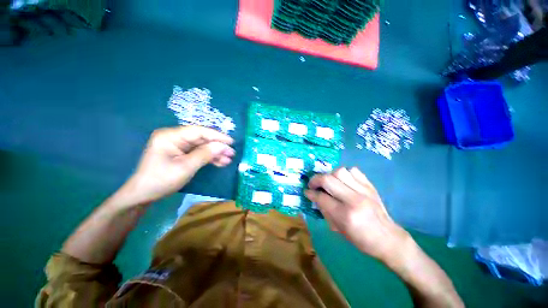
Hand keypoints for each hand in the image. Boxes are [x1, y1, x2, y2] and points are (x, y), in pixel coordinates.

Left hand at [120, 126, 234, 206]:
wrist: (143, 194)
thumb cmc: (161, 180)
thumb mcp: (186, 167)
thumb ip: (205, 154)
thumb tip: (223, 146)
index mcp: (171, 136)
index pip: (199, 131)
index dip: (217, 136)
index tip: (231, 142)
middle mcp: (175, 137)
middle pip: (202, 138)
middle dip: (217, 146)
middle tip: (232, 153)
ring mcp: (178, 145)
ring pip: (202, 146)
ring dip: (215, 153)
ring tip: (228, 160)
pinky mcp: (181, 153)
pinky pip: (198, 152)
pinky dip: (209, 157)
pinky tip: (220, 162)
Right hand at [305, 167, 409, 261]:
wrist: (387, 238)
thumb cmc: (361, 239)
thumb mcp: (338, 229)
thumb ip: (324, 210)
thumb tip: (314, 196)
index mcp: (345, 215)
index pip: (321, 197)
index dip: (310, 193)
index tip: (307, 191)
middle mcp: (354, 200)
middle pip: (328, 180)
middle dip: (316, 180)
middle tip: (313, 184)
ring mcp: (364, 191)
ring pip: (340, 171)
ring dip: (330, 175)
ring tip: (329, 182)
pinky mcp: (370, 186)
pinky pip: (354, 170)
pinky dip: (345, 173)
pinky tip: (343, 181)